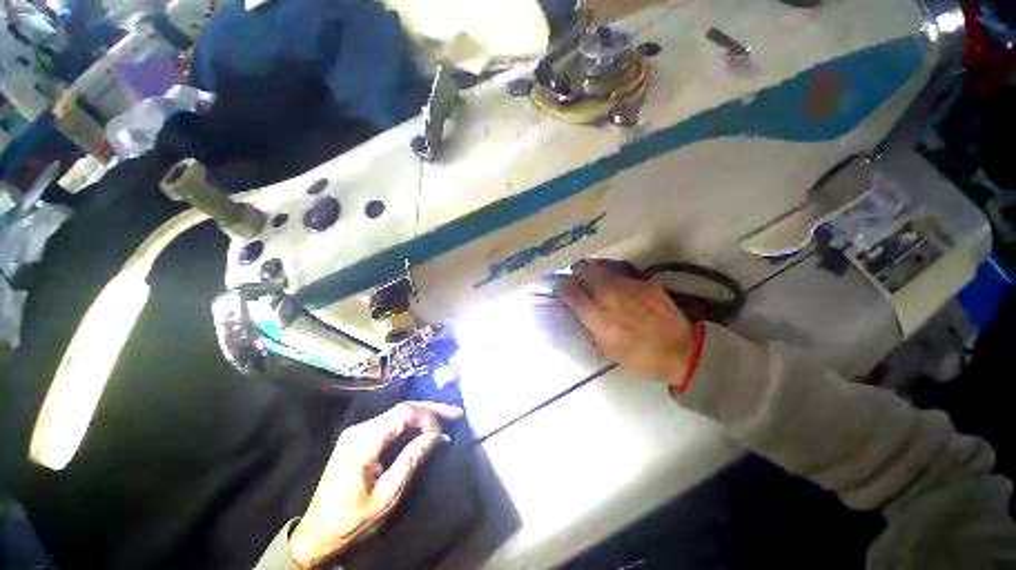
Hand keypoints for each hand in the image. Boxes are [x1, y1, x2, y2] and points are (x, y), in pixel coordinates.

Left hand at [289, 401, 462, 567]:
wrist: (317, 536)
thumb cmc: (352, 520)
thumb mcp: (388, 495)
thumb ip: (412, 460)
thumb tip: (438, 436)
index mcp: (364, 440)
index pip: (404, 413)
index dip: (427, 417)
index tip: (443, 434)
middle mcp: (360, 429)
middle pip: (402, 409)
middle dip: (430, 410)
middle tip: (455, 413)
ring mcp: (357, 433)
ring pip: (397, 415)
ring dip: (422, 416)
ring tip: (446, 419)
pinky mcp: (358, 440)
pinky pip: (390, 424)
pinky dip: (410, 425)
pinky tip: (424, 429)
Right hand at [559, 260, 695, 388]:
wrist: (680, 351)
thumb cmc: (639, 358)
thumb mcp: (606, 350)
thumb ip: (590, 328)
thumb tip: (579, 313)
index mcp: (597, 315)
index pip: (570, 291)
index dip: (561, 287)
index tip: (560, 288)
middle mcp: (608, 295)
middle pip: (583, 271)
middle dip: (575, 271)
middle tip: (574, 275)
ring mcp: (628, 285)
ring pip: (602, 266)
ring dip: (592, 268)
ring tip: (591, 272)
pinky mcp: (645, 282)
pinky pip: (622, 271)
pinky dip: (612, 273)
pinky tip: (615, 280)